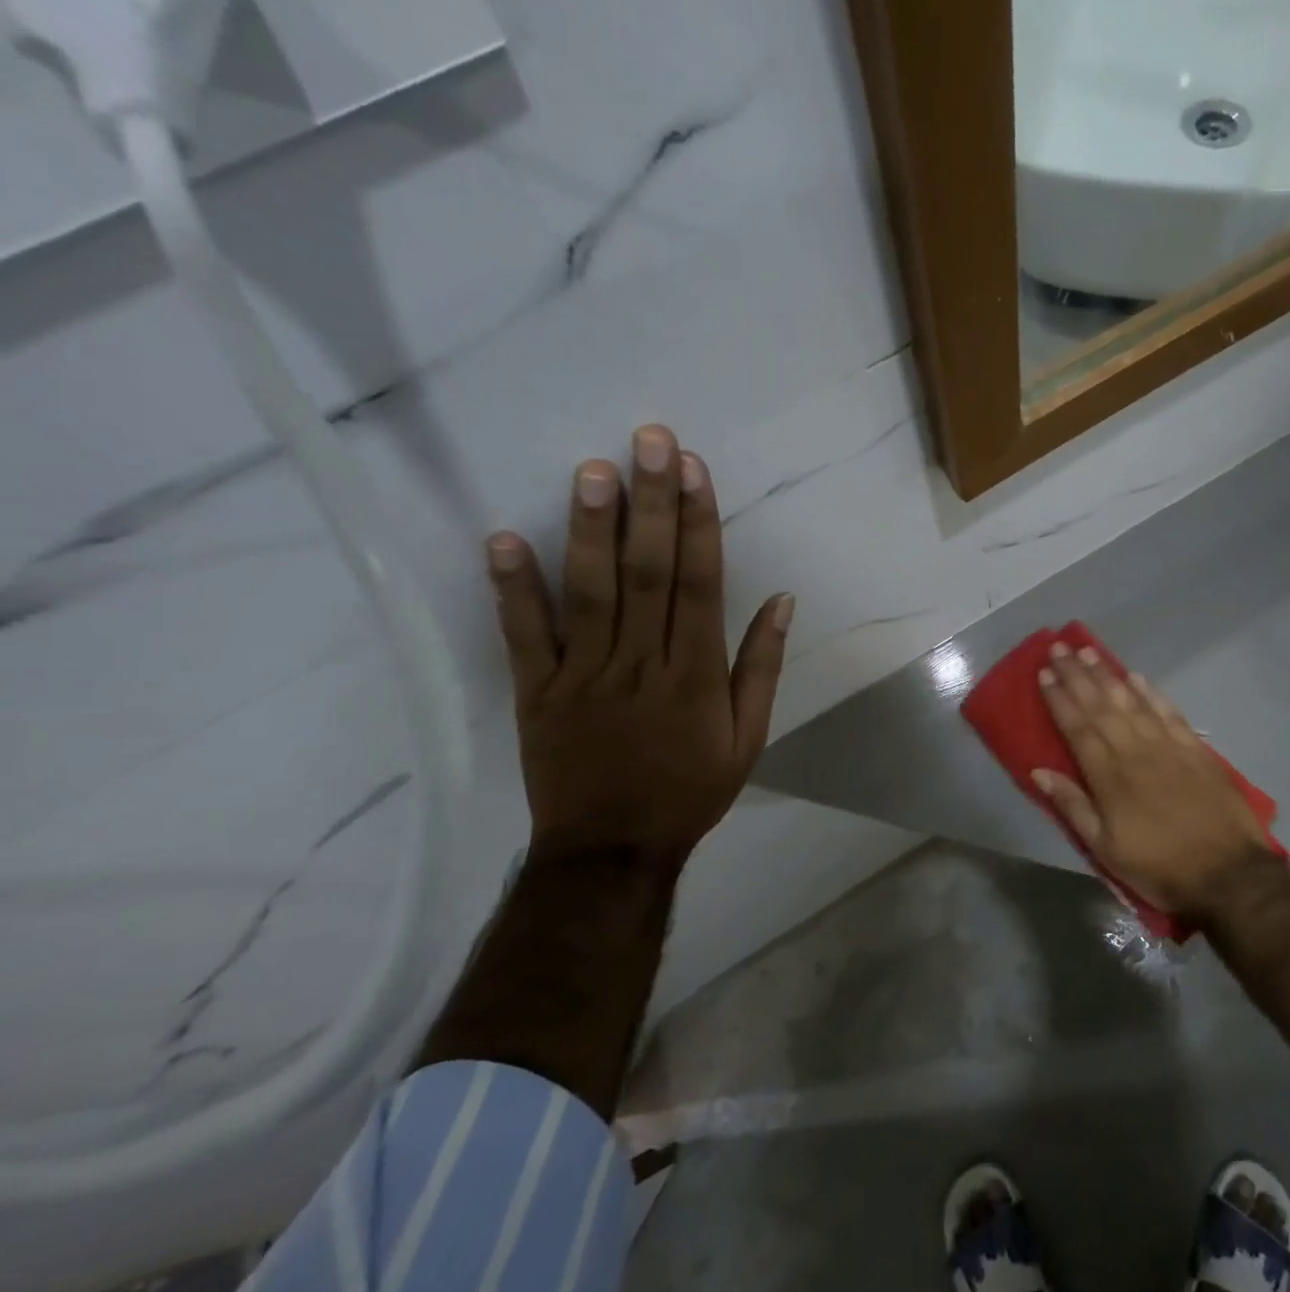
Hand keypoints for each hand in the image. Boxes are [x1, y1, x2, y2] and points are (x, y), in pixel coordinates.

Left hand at [485, 424, 792, 865]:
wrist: (611, 851)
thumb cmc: (689, 791)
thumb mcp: (748, 739)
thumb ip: (762, 668)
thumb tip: (783, 601)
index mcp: (695, 674)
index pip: (700, 584)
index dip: (699, 523)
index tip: (694, 470)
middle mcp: (641, 663)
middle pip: (648, 573)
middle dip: (652, 503)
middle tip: (649, 440)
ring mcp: (583, 675)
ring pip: (589, 593)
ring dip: (590, 529)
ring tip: (592, 470)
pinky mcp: (536, 692)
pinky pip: (524, 637)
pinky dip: (512, 589)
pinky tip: (503, 538)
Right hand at [1034, 645, 1284, 925]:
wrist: (1229, 875)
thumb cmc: (1159, 866)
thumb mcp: (1105, 848)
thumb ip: (1072, 806)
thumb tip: (1038, 771)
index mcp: (1109, 776)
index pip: (1077, 728)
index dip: (1059, 700)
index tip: (1044, 674)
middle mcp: (1135, 751)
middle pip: (1101, 706)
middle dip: (1077, 675)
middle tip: (1059, 648)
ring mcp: (1168, 747)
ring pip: (1132, 702)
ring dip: (1108, 675)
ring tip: (1089, 652)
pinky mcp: (1196, 750)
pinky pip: (1169, 712)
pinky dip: (1152, 693)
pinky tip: (1137, 677)